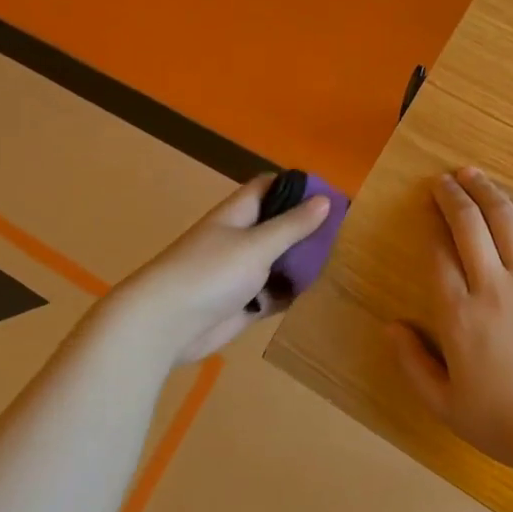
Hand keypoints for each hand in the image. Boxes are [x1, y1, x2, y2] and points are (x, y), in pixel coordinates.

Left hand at [111, 174, 330, 362]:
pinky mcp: (243, 303)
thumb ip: (292, 225)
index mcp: (237, 215)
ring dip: (302, 262)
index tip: (330, 193)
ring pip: (279, 261)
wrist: (166, 325)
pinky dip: (292, 292)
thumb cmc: (210, 273)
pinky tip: (319, 292)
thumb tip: (325, 200)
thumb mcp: (257, 244)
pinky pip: (274, 292)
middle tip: (346, 232)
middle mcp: (239, 239)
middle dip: (307, 228)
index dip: (296, 186)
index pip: (268, 188)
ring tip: (342, 261)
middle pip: (278, 226)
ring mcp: (240, 273)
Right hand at [389, 167, 512, 474]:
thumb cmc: (506, 425)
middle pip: (470, 226)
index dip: (430, 226)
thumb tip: (389, 326)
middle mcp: (494, 289)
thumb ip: (413, 363)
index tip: (426, 210)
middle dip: (452, 196)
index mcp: (459, 318)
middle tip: (443, 180)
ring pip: (507, 221)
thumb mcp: (445, 406)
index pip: (438, 256)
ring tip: (473, 175)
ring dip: (488, 193)